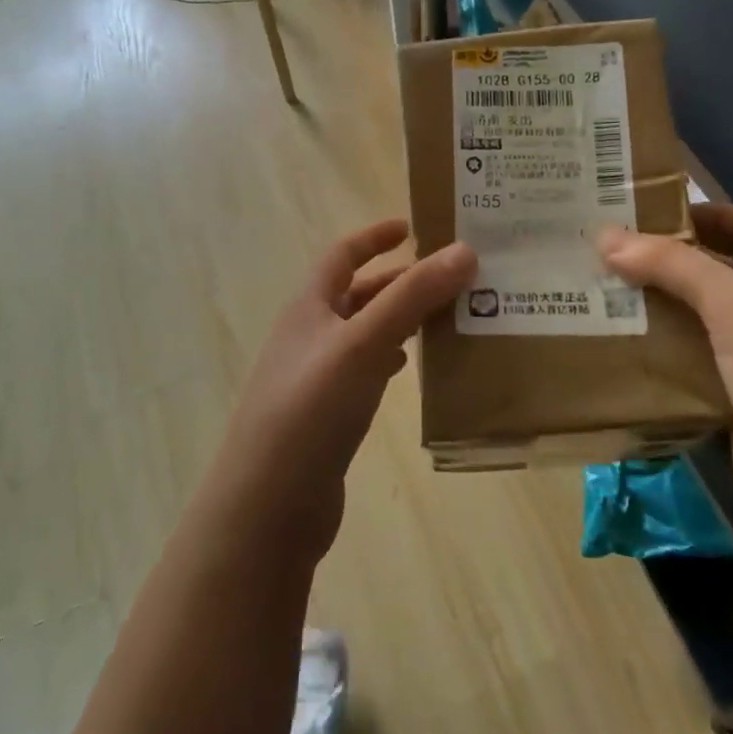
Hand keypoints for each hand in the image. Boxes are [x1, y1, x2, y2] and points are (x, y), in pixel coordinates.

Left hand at [213, 220, 475, 560]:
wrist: (267, 507)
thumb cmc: (311, 410)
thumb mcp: (363, 343)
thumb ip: (412, 297)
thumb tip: (465, 250)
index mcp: (309, 307)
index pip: (342, 255)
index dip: (374, 236)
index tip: (413, 226)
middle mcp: (310, 336)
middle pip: (358, 293)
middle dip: (401, 281)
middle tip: (452, 278)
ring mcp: (316, 378)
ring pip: (366, 334)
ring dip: (402, 320)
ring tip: (448, 318)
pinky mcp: (328, 416)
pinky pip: (366, 372)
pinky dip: (392, 360)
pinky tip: (416, 369)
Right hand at [599, 204, 732, 564]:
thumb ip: (674, 266)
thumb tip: (604, 235)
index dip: (711, 211)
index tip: (653, 213)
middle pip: (717, 269)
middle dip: (667, 259)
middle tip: (606, 252)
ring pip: (696, 318)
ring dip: (654, 305)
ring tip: (598, 293)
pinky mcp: (731, 398)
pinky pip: (687, 361)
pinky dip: (655, 351)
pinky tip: (616, 346)